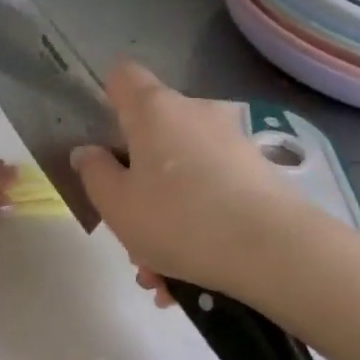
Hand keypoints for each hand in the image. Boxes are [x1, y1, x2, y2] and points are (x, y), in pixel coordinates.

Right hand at [71, 62, 336, 301]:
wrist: (270, 250)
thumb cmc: (176, 219)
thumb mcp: (115, 204)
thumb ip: (93, 173)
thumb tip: (88, 152)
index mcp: (154, 111)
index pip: (123, 78)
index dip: (106, 99)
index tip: (100, 138)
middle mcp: (196, 115)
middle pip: (152, 138)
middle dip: (136, 185)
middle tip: (129, 233)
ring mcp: (231, 144)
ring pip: (181, 177)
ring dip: (164, 220)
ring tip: (159, 276)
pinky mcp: (258, 175)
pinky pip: (211, 197)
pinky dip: (195, 230)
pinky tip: (187, 281)